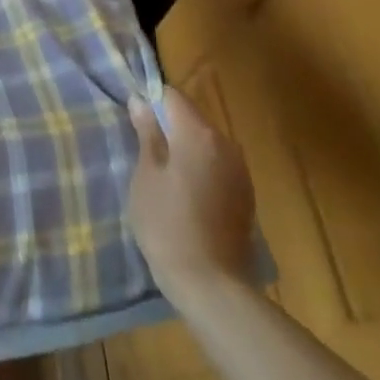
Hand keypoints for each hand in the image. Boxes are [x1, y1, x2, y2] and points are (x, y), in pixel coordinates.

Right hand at [128, 86, 256, 300]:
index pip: (172, 96)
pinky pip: (218, 165)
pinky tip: (185, 194)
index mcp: (198, 134)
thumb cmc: (166, 224)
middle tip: (143, 149)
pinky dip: (200, 168)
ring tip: (162, 174)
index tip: (135, 118)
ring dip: (185, 148)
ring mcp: (240, 169)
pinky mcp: (245, 193)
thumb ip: (147, 135)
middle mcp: (226, 143)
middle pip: (192, 118)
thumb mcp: (146, 176)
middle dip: (168, 126)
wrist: (210, 283)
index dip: (151, 100)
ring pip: (206, 143)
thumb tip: (140, 101)